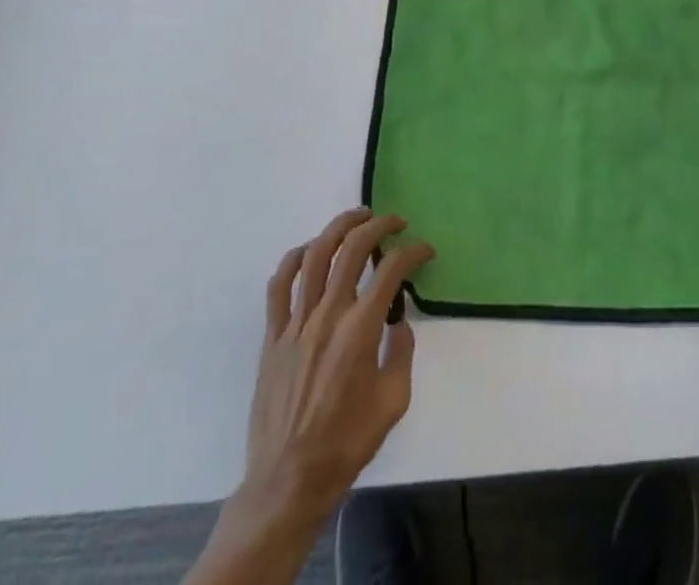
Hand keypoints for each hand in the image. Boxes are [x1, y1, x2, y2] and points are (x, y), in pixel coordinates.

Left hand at [186, 208, 433, 584]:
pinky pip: (280, 285)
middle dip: (378, 226)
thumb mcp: (394, 401)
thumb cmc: (347, 443)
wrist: (289, 480)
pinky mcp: (273, 336)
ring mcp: (296, 323)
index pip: (391, 271)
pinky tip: (310, 250)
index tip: (425, 250)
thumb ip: (402, 352)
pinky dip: (295, 258)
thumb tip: (399, 321)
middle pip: (352, 249)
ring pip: (316, 255)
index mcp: (360, 330)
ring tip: (357, 218)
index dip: (412, 252)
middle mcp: (328, 315)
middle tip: (394, 221)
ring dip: (338, 228)